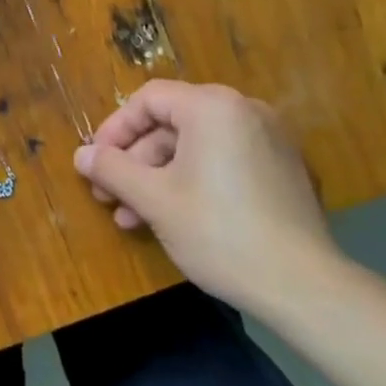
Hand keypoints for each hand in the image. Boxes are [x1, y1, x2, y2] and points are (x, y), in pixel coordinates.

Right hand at [75, 80, 341, 309]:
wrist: (304, 286)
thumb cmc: (219, 232)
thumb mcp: (155, 200)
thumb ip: (113, 169)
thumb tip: (80, 155)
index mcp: (213, 106)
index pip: (149, 99)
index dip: (115, 129)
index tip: (95, 163)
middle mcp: (243, 110)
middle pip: (172, 123)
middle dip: (135, 161)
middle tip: (109, 196)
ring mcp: (268, 139)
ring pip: (196, 146)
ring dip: (159, 177)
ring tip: (132, 218)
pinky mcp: (281, 169)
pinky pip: (223, 161)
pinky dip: (192, 181)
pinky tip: (172, 218)